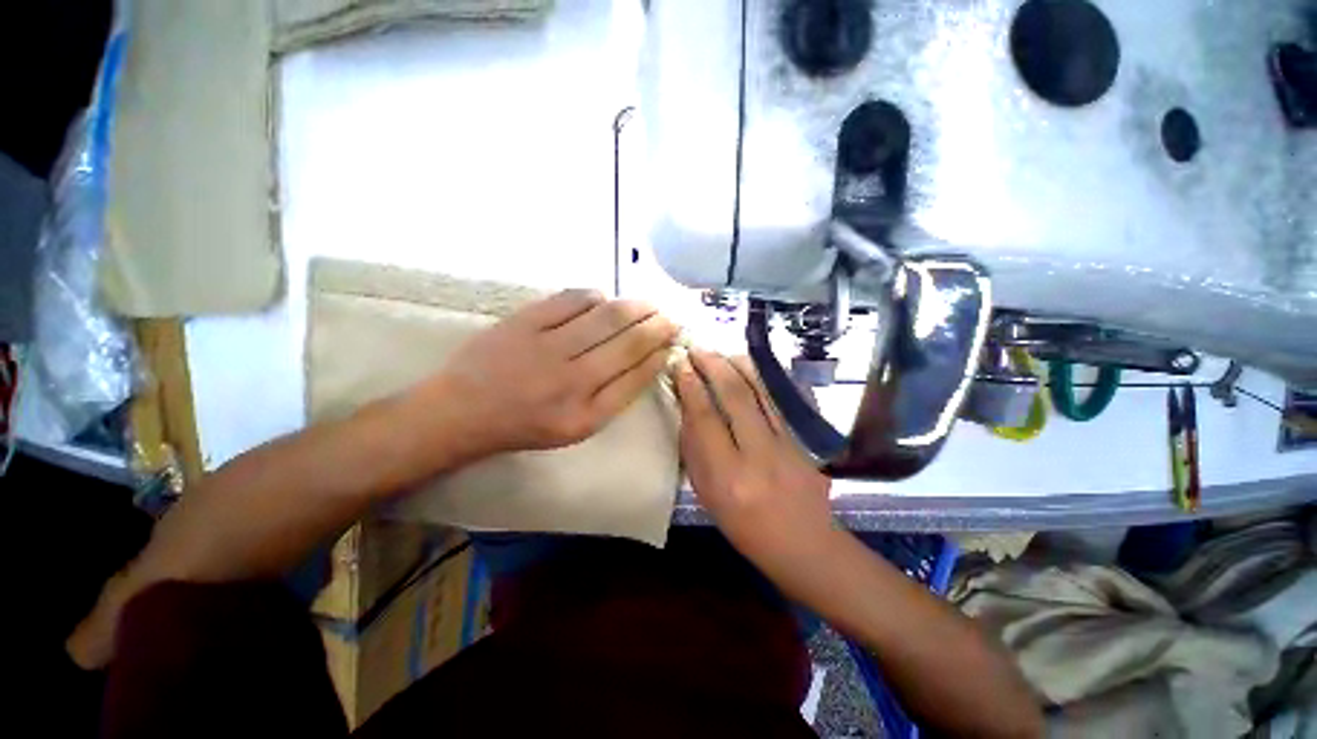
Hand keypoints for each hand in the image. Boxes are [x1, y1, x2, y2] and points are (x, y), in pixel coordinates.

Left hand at [430, 289, 679, 457]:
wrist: (462, 410)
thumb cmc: (525, 424)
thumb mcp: (576, 428)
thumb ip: (613, 397)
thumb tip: (646, 360)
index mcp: (585, 415)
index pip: (636, 377)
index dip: (660, 354)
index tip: (672, 341)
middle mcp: (571, 381)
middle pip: (628, 343)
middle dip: (658, 326)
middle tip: (669, 316)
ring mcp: (547, 348)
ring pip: (607, 317)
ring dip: (635, 307)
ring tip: (648, 304)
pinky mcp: (525, 322)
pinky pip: (573, 299)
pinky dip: (596, 296)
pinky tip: (604, 300)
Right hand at [672, 349, 834, 571]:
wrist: (805, 544)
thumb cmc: (745, 527)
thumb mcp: (707, 495)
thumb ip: (695, 450)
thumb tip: (688, 407)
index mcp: (728, 476)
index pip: (705, 417)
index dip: (690, 385)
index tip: (680, 364)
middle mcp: (759, 454)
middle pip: (735, 396)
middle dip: (713, 365)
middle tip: (699, 349)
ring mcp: (789, 444)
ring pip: (763, 391)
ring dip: (740, 365)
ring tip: (723, 352)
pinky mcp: (809, 440)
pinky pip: (788, 398)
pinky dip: (770, 377)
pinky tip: (756, 367)